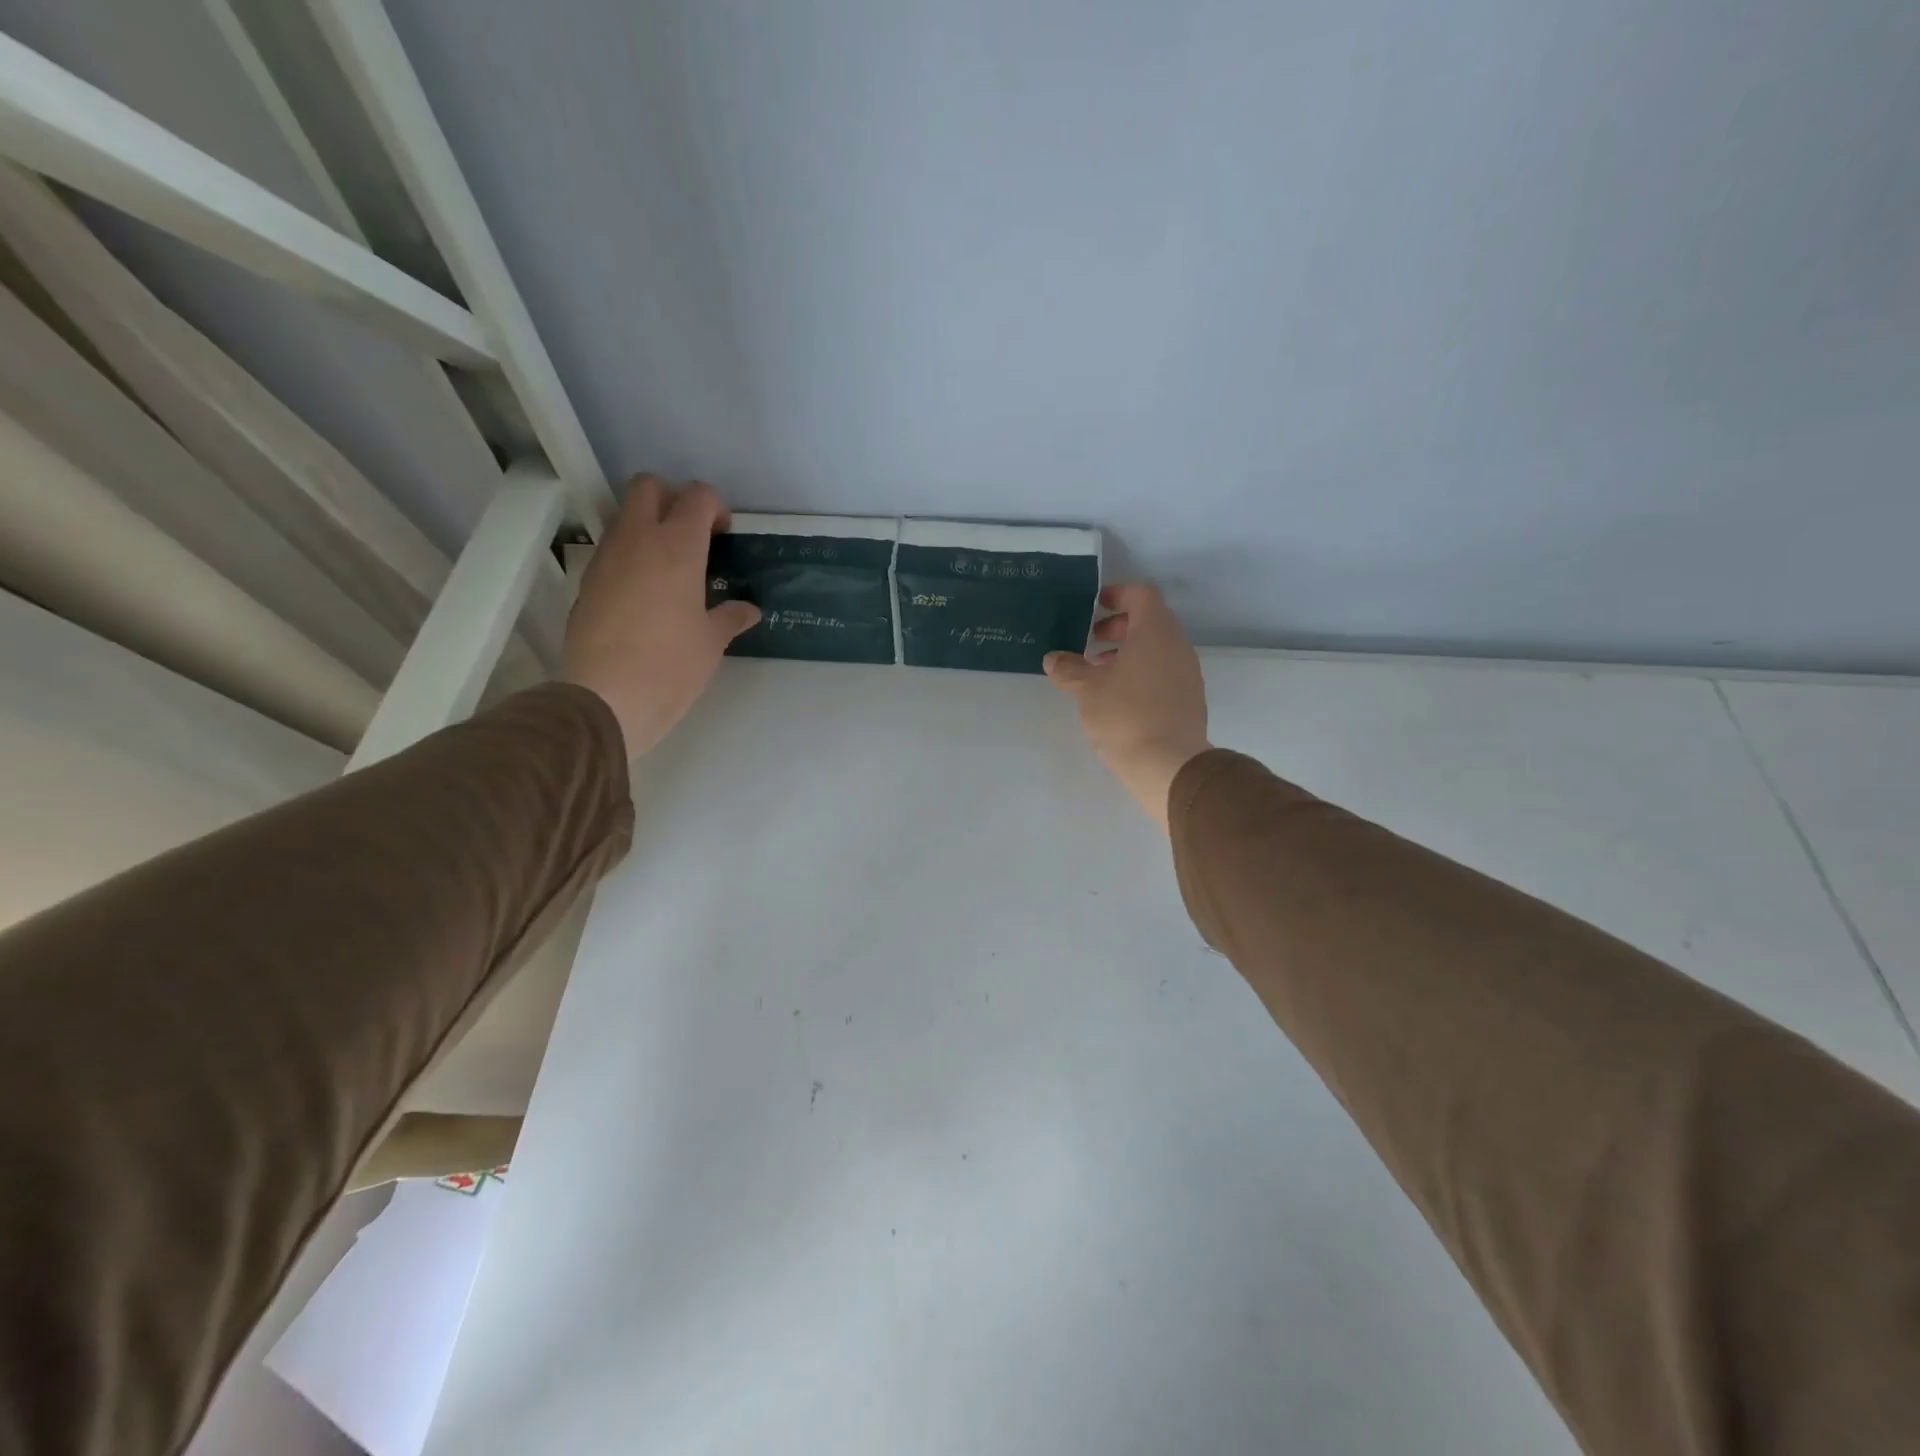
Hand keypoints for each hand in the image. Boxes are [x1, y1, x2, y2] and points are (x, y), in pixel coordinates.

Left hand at [562, 476, 760, 757]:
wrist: (606, 697)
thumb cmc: (671, 666)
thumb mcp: (711, 643)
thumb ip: (730, 617)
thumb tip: (748, 610)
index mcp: (677, 547)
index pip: (697, 496)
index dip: (714, 507)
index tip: (723, 536)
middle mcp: (637, 540)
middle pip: (648, 486)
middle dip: (673, 498)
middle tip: (692, 536)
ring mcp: (606, 558)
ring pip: (625, 516)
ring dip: (649, 527)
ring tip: (670, 568)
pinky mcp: (587, 581)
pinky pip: (612, 550)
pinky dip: (630, 556)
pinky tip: (646, 594)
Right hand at [1044, 584, 1211, 832]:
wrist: (1169, 765)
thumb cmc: (1125, 715)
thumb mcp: (1086, 689)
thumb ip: (1068, 669)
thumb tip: (1054, 659)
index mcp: (1155, 631)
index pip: (1142, 594)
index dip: (1117, 594)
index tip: (1095, 606)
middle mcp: (1177, 645)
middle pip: (1150, 621)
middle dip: (1118, 626)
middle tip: (1090, 640)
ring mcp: (1187, 672)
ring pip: (1157, 649)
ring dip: (1128, 652)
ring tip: (1098, 673)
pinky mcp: (1189, 699)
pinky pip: (1163, 672)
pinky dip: (1141, 673)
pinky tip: (1118, 698)